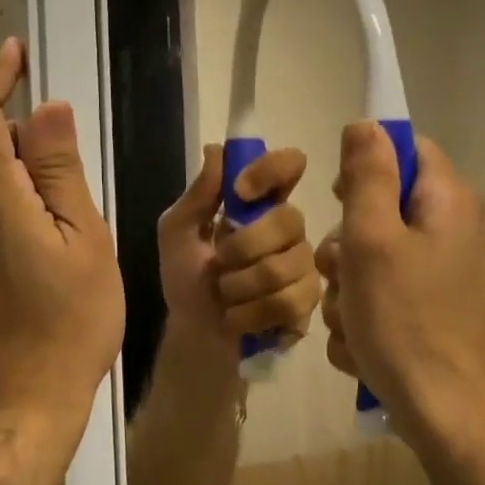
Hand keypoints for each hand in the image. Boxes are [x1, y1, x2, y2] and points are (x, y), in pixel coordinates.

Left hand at [0, 39, 123, 438]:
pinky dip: (9, 196)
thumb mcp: (83, 242)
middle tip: (66, 137)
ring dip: (14, 164)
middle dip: (13, 124)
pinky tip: (48, 228)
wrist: (18, 410)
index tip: (19, 53)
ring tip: (68, 189)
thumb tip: (45, 110)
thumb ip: (60, 173)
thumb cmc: (67, 326)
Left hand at [157, 144, 319, 355]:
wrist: (194, 335)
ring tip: (226, 296)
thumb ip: (197, 195)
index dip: (271, 170)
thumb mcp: (177, 233)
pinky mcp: (307, 303)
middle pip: (289, 219)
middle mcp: (289, 229)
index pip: (288, 165)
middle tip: (220, 263)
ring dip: (242, 286)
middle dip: (244, 246)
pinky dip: (252, 314)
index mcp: (260, 203)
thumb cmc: (186, 278)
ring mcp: (303, 266)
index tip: (240, 192)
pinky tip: (238, 318)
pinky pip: (290, 302)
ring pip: (288, 265)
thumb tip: (216, 150)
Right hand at [316, 122, 484, 438]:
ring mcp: (441, 274)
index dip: (365, 165)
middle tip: (342, 272)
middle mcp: (451, 230)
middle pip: (381, 207)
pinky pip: (382, 294)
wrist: (446, 414)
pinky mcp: (430, 310)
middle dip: (346, 241)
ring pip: (372, 256)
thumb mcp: (373, 239)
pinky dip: (364, 314)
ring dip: (347, 286)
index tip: (336, 198)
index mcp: (446, 201)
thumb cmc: (406, 319)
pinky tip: (363, 343)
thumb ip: (366, 177)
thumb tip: (365, 123)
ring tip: (351, 319)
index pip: (405, 148)